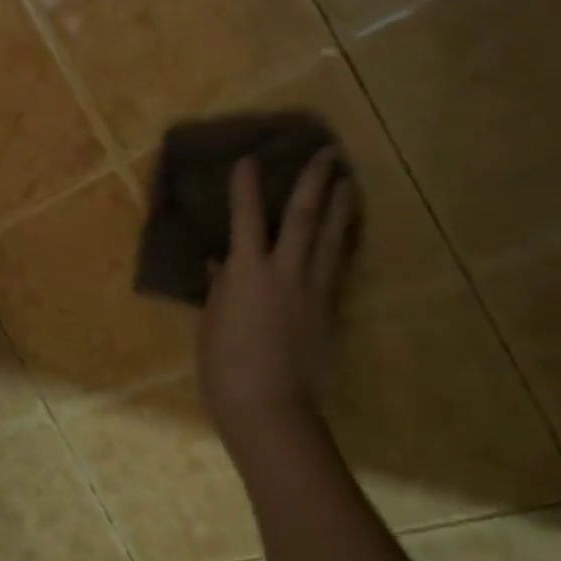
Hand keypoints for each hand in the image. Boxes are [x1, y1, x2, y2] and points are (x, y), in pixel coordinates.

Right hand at [198, 148, 356, 457]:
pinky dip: (341, 244)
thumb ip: (219, 287)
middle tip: (326, 153)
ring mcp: (314, 291)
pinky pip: (337, 268)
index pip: (245, 218)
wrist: (269, 407)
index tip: (248, 159)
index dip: (246, 186)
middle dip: (314, 182)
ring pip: (331, 239)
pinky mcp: (329, 311)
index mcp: (247, 273)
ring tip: (348, 182)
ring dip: (340, 207)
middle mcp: (286, 272)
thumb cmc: (224, 366)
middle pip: (303, 217)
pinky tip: (345, 236)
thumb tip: (220, 263)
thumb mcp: (211, 322)